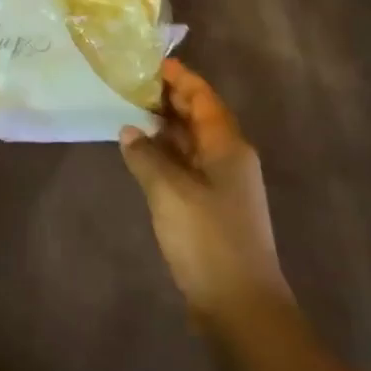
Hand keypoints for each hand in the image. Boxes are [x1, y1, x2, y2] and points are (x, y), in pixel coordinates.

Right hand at [121, 59, 290, 316]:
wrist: (241, 308)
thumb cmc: (208, 239)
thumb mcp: (169, 191)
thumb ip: (146, 155)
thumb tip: (129, 130)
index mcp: (227, 145)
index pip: (203, 97)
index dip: (180, 77)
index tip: (151, 62)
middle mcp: (229, 158)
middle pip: (199, 116)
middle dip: (169, 99)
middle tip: (132, 83)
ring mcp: (223, 186)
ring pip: (192, 142)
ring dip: (165, 127)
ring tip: (130, 111)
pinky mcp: (213, 209)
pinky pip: (188, 166)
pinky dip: (166, 154)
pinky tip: (142, 155)